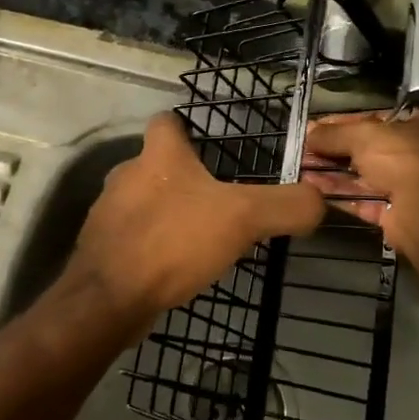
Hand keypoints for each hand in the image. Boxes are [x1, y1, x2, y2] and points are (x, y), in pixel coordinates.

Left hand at [65, 112, 326, 322]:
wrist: (110, 297)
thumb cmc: (174, 242)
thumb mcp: (243, 218)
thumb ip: (286, 206)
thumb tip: (317, 201)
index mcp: (158, 156)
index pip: (167, 122)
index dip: (186, 128)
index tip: (207, 147)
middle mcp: (125, 175)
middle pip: (155, 165)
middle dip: (181, 180)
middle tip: (216, 202)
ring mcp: (108, 213)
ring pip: (141, 203)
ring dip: (165, 215)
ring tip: (197, 239)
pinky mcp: (101, 247)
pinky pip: (132, 238)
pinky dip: (150, 246)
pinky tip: (171, 268)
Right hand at [301, 108, 418, 257]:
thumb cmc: (402, 157)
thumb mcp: (363, 135)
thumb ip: (333, 133)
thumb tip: (308, 132)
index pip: (377, 117)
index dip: (344, 122)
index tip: (316, 127)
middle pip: (369, 148)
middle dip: (334, 150)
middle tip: (305, 149)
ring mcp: (410, 185)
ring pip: (364, 176)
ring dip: (332, 172)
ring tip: (301, 168)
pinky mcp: (397, 213)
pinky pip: (364, 199)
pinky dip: (340, 194)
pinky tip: (313, 189)